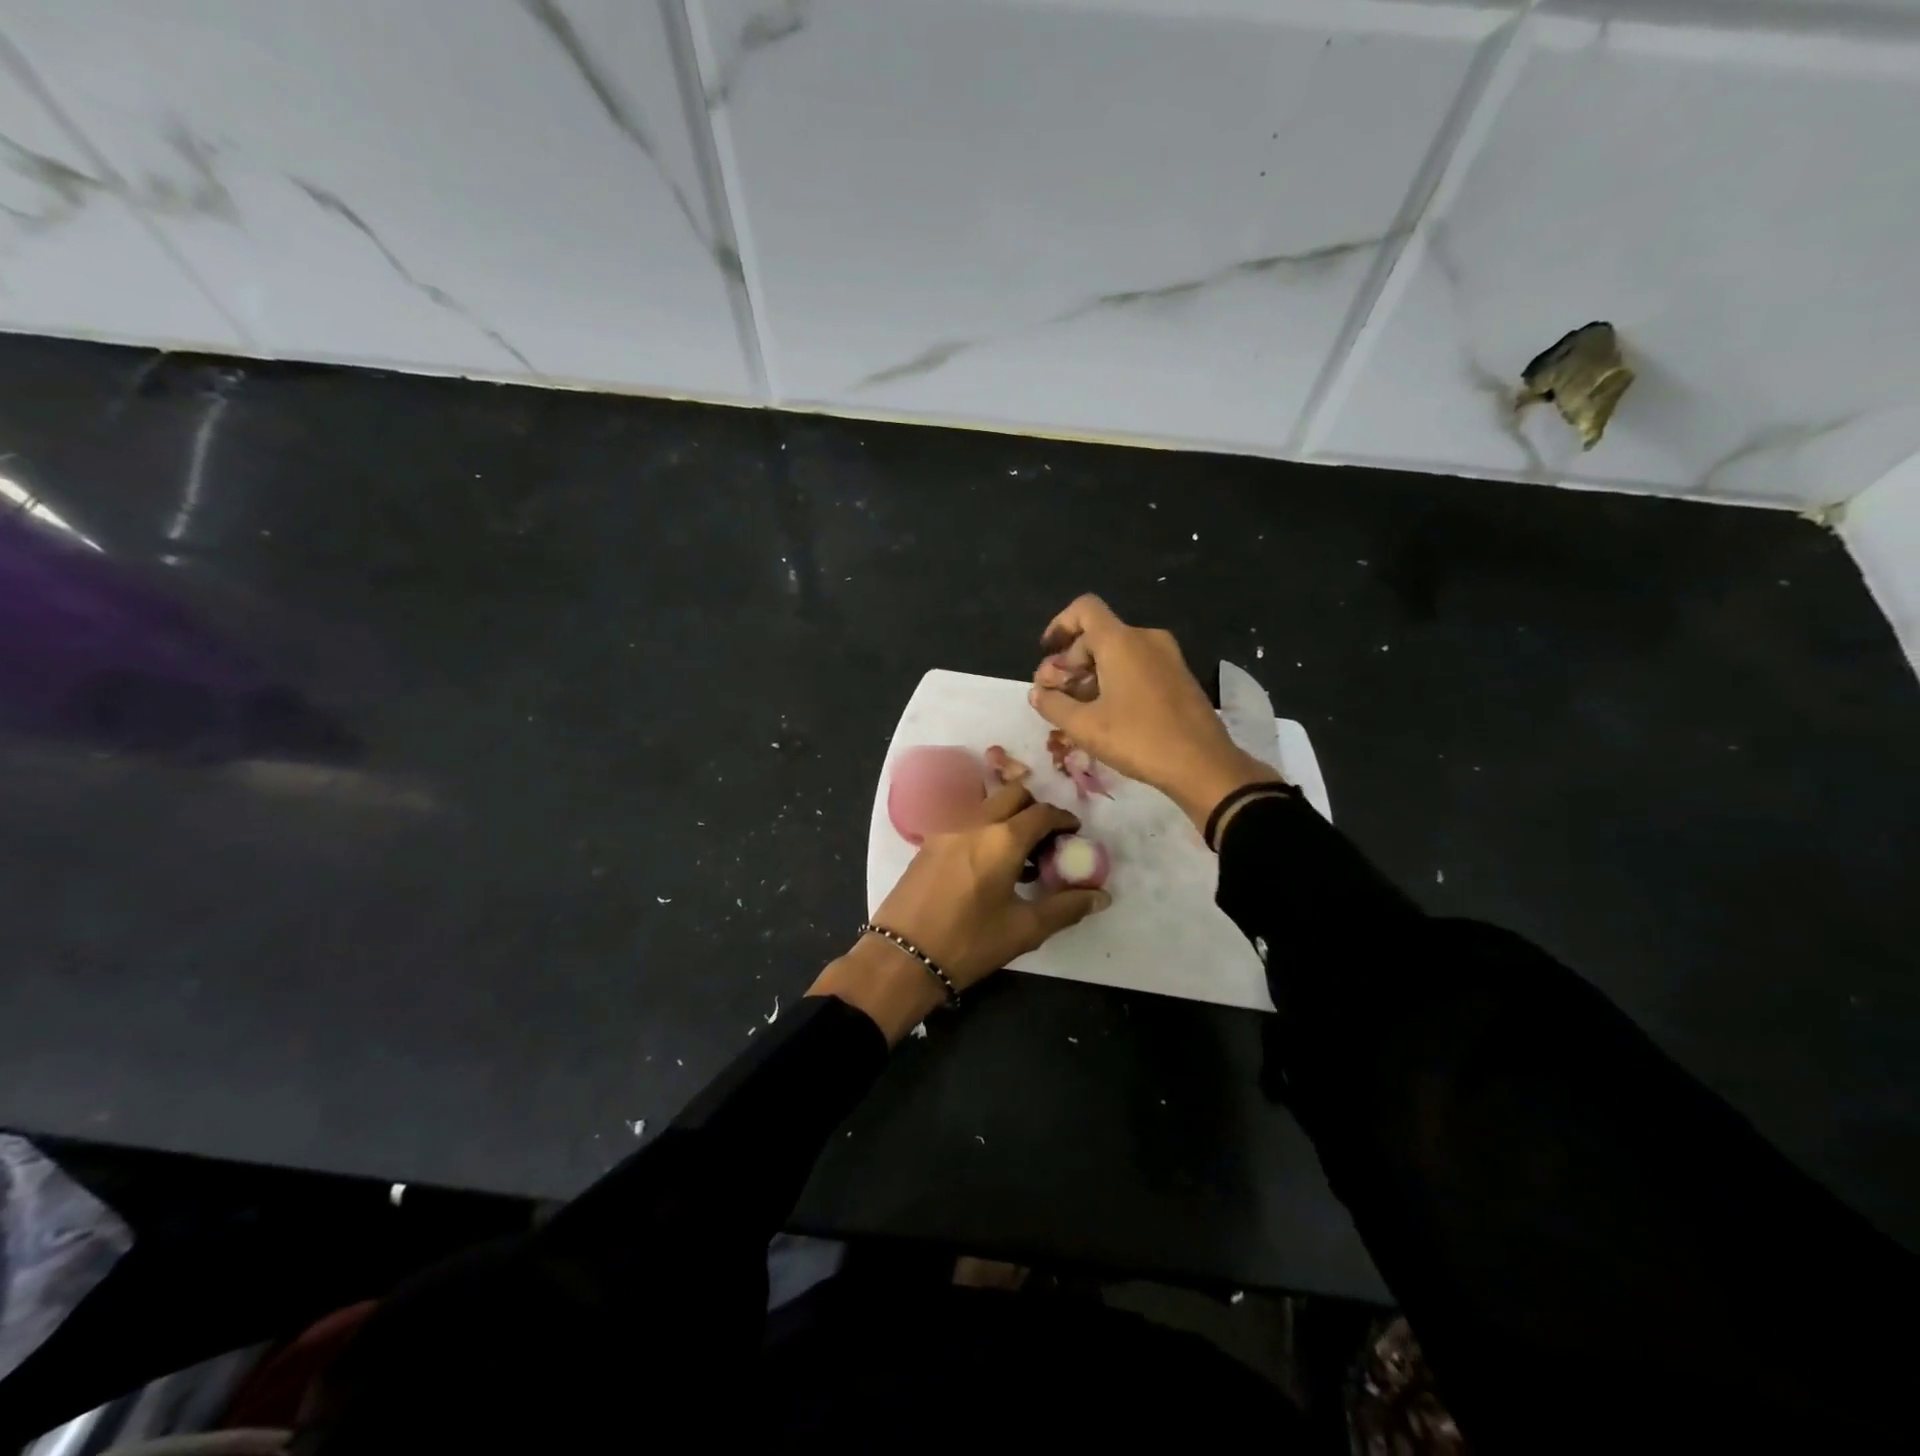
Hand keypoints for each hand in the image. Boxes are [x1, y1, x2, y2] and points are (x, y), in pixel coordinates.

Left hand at [809, 783, 1110, 1042]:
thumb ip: (1066, 907)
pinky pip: (965, 820)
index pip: (1043, 812)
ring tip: (1018, 855)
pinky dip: (984, 828)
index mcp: (1003, 838)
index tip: (1075, 834)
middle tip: (1047, 840)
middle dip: (1035, 809)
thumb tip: (1101, 896)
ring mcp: (946, 829)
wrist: (902, 956)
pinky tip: (988, 864)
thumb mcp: (1024, 929)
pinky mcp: (928, 843)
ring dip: (1008, 816)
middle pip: (1013, 795)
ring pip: (986, 805)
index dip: (1064, 820)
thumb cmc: (969, 942)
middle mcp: (974, 822)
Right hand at [1029, 594, 1278, 829]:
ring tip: (1077, 710)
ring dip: (1091, 674)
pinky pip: (1137, 665)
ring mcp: (1167, 656)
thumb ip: (1053, 705)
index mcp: (1121, 641)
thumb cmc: (1139, 740)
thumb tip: (1037, 692)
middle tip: (1055, 696)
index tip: (1047, 654)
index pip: (1084, 609)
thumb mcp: (1085, 727)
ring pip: (1117, 652)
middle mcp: (1145, 638)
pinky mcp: (1179, 676)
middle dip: (1070, 662)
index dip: (1059, 625)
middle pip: (1097, 635)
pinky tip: (1107, 714)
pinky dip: (1115, 680)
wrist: (1203, 765)